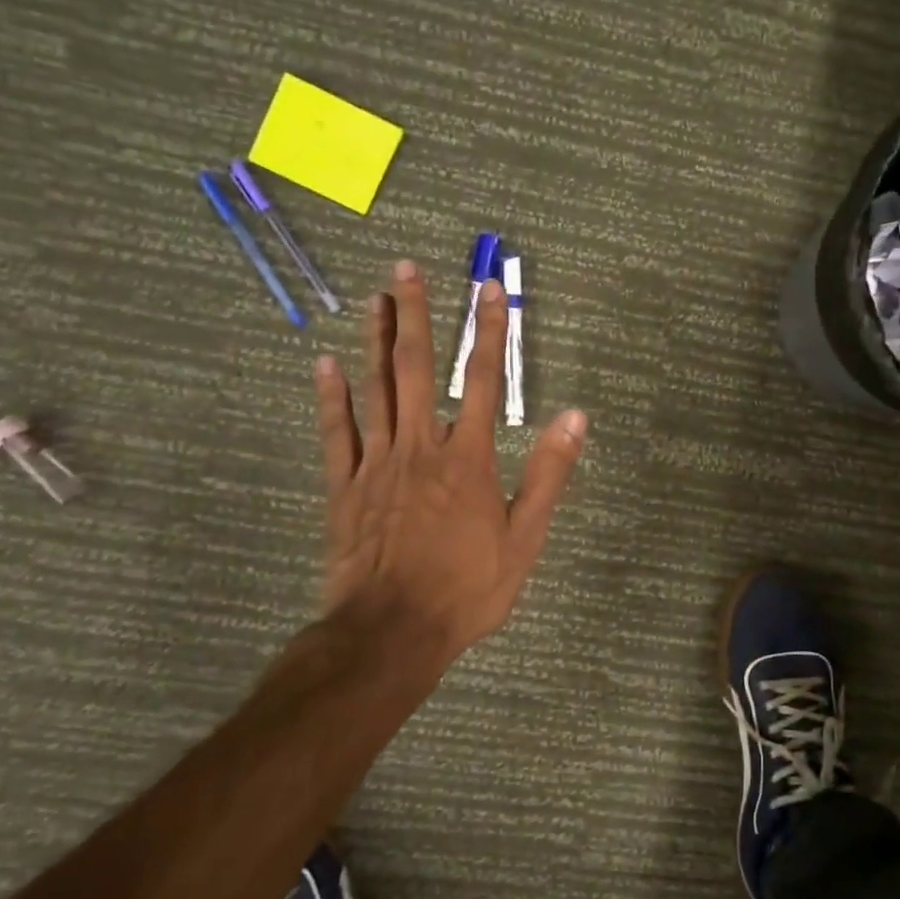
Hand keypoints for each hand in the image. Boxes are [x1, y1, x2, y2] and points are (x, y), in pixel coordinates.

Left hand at [313, 258, 587, 675]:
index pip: (481, 379)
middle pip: (416, 368)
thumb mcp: (525, 537)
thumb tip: (575, 417)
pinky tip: (324, 364)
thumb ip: (549, 473)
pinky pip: (337, 433)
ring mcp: (377, 464)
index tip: (489, 289)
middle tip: (406, 269)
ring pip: (374, 389)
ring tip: (374, 298)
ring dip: (374, 340)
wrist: (393, 630)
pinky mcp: (345, 486)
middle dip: (414, 315)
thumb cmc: (468, 587)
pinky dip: (330, 397)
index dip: (488, 331)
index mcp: (467, 457)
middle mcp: (421, 446)